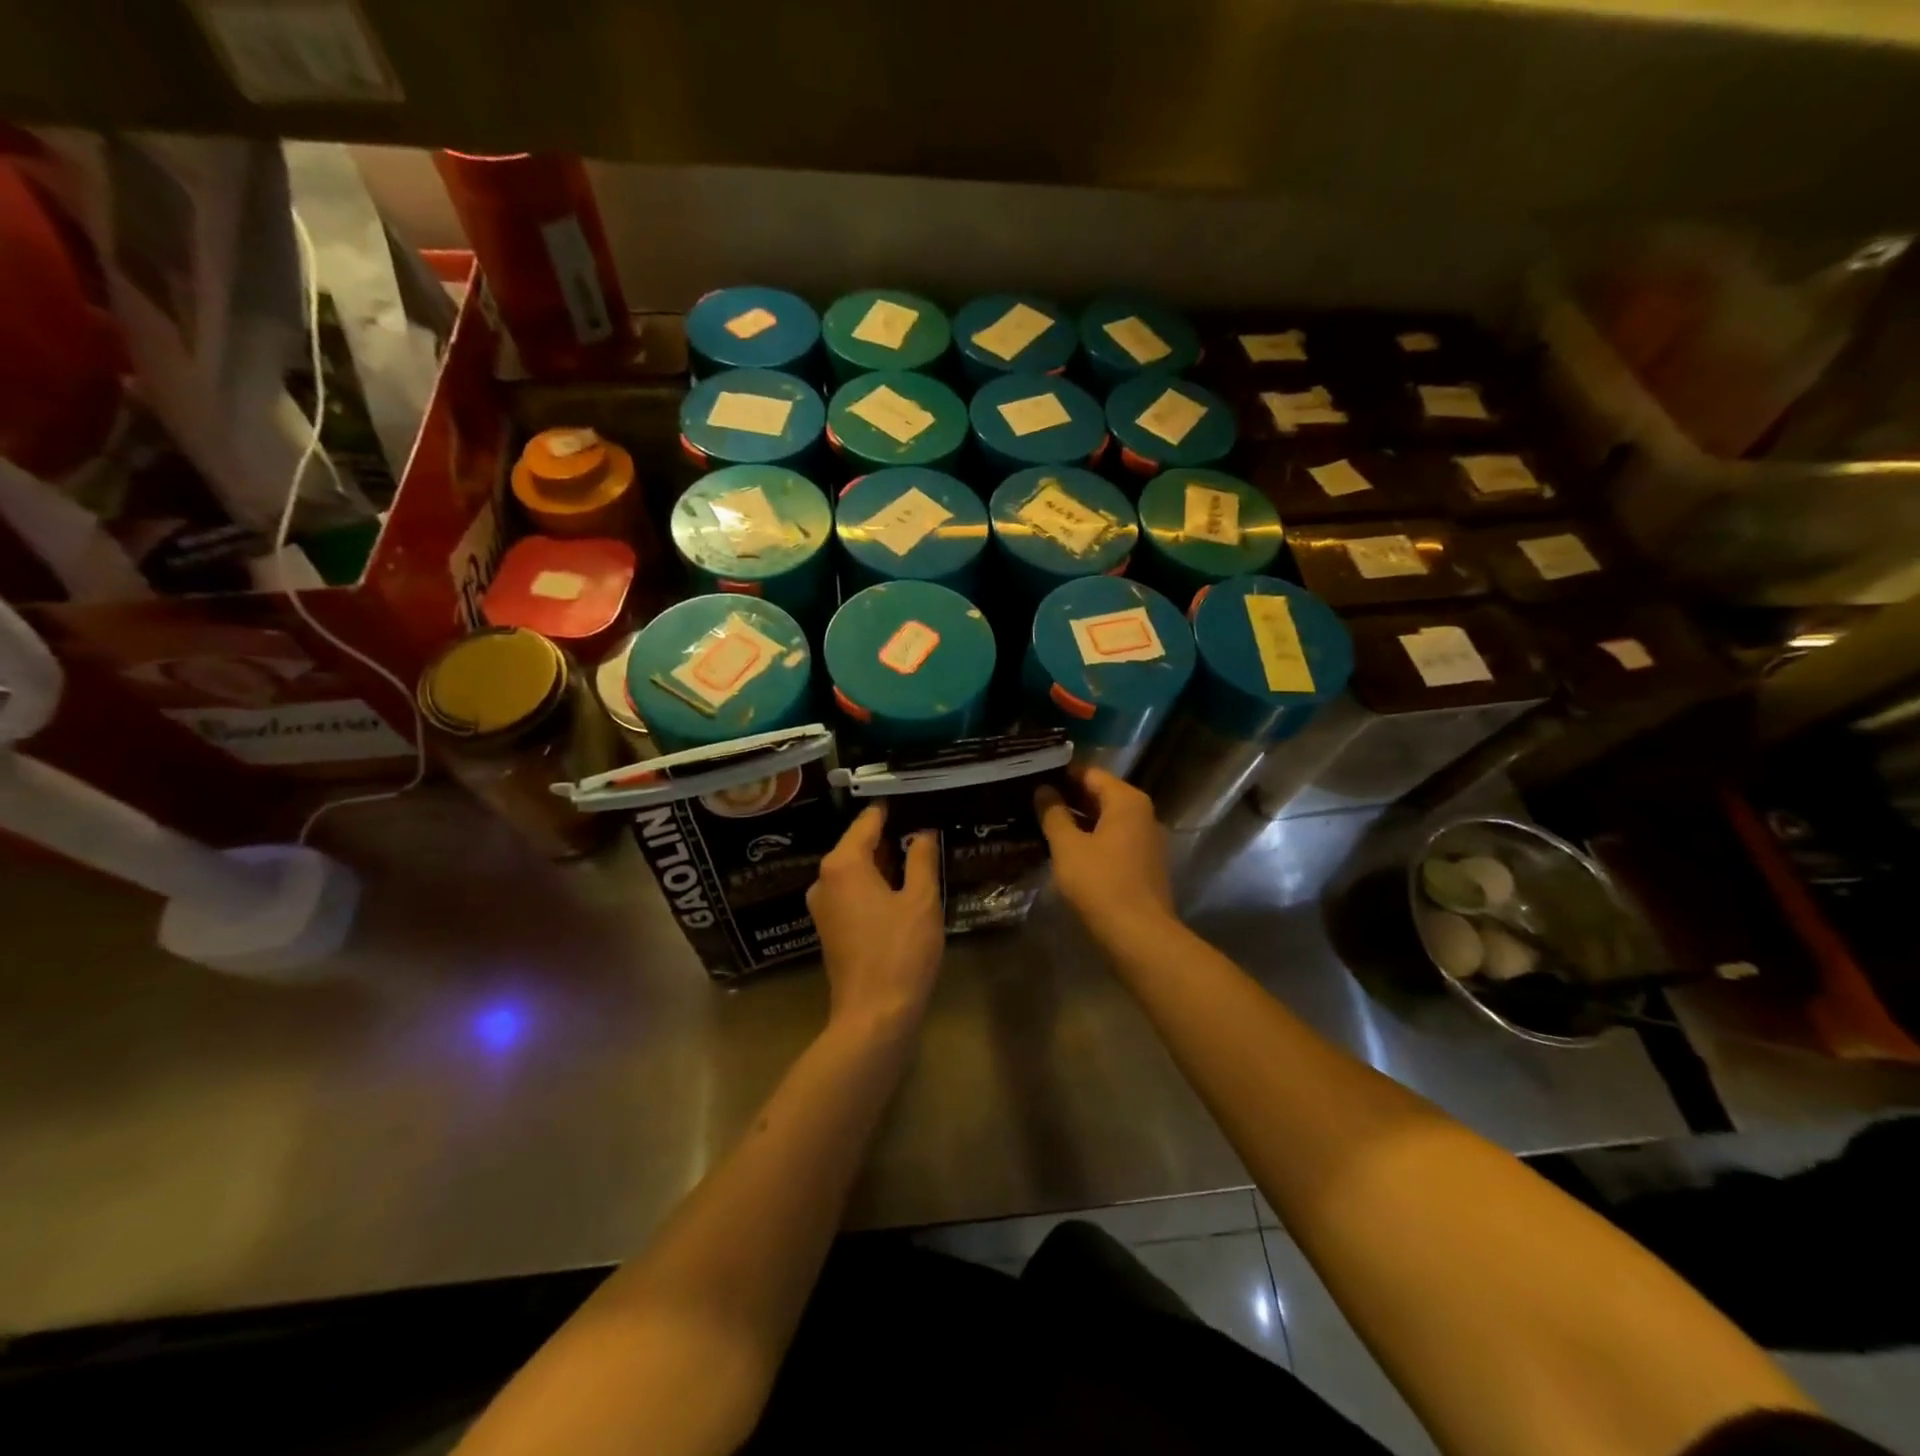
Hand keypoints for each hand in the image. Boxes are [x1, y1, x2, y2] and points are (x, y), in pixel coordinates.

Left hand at [808, 803, 943, 1032]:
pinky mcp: (830, 927)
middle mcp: (825, 879)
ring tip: (920, 851)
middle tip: (925, 824)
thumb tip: (922, 832)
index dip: (893, 809)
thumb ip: (921, 858)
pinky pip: (853, 891)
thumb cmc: (900, 951)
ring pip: (856, 869)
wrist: (874, 1016)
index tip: (917, 797)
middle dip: (890, 835)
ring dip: (884, 861)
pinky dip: (875, 883)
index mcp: (843, 864)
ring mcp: (824, 905)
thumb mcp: (921, 900)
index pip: (868, 821)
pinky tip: (903, 886)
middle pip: (859, 844)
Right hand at [1035, 767, 1174, 938]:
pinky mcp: (1142, 863)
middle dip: (1067, 796)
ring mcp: (1145, 840)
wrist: (1139, 936)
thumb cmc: (1101, 884)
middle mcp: (1142, 814)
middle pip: (1100, 794)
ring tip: (1040, 820)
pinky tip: (1063, 847)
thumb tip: (1043, 790)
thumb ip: (1053, 814)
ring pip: (1105, 819)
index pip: (1090, 773)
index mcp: (1127, 801)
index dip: (1060, 773)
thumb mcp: (1068, 847)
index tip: (1032, 775)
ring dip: (1076, 819)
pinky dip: (1089, 838)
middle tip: (1030, 798)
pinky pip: (1112, 839)